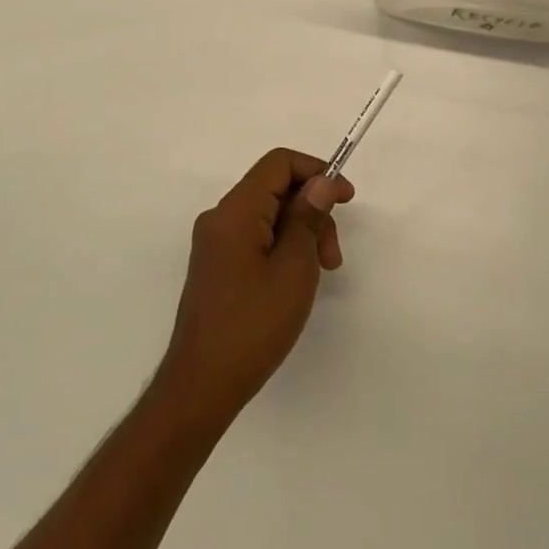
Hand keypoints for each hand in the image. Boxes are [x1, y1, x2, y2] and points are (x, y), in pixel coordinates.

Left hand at [155, 149, 353, 430]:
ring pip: (268, 216)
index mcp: (235, 212)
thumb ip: (308, 218)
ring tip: (321, 274)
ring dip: (301, 233)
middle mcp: (220, 219)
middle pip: (275, 190)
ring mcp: (215, 243)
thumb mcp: (294, 269)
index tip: (346, 199)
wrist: (201, 385)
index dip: (317, 171)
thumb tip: (321, 182)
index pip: (278, 163)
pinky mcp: (217, 265)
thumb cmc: (252, 325)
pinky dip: (283, 248)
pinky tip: (296, 280)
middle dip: (312, 211)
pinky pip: (256, 237)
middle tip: (333, 256)